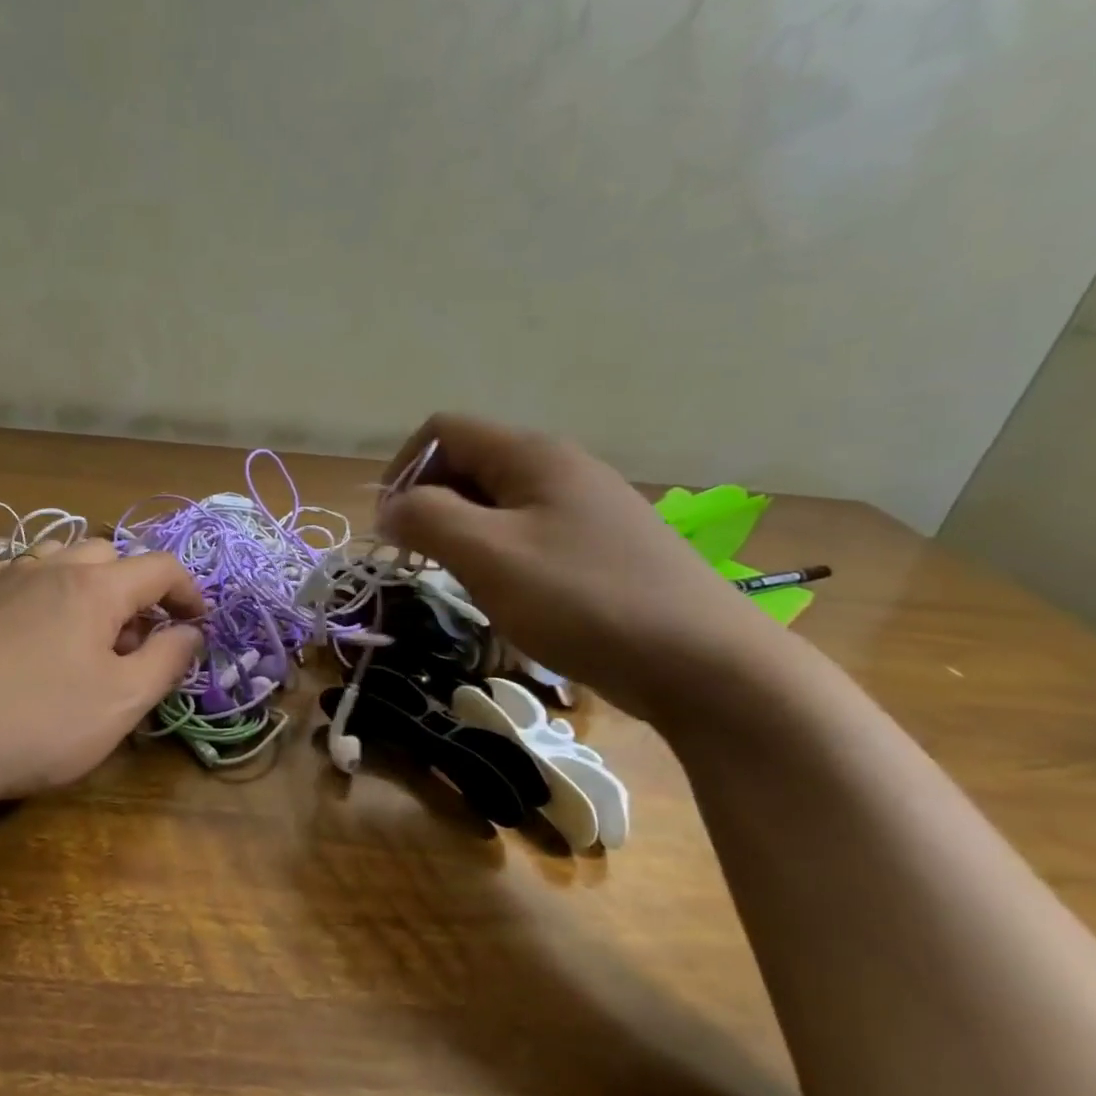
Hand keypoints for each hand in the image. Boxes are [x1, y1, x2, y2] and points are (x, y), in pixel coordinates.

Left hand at [0, 538, 205, 802]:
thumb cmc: (38, 723)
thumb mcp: (121, 703)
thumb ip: (167, 661)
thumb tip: (190, 632)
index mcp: (95, 587)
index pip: (160, 567)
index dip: (188, 592)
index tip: (197, 625)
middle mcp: (50, 567)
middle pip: (110, 555)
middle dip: (135, 588)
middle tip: (137, 638)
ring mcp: (3, 577)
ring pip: (60, 556)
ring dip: (87, 581)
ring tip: (85, 627)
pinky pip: (15, 569)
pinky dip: (39, 583)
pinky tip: (32, 614)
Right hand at [375, 414, 784, 720]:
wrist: (705, 664)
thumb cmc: (583, 599)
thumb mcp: (488, 555)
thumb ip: (426, 518)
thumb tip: (391, 506)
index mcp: (532, 455)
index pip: (443, 431)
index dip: (404, 469)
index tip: (391, 526)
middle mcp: (560, 467)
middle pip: (469, 463)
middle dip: (431, 504)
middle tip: (420, 560)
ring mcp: (586, 507)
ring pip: (496, 503)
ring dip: (463, 534)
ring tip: (463, 582)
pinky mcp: (601, 546)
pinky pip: (528, 533)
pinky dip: (498, 555)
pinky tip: (508, 596)